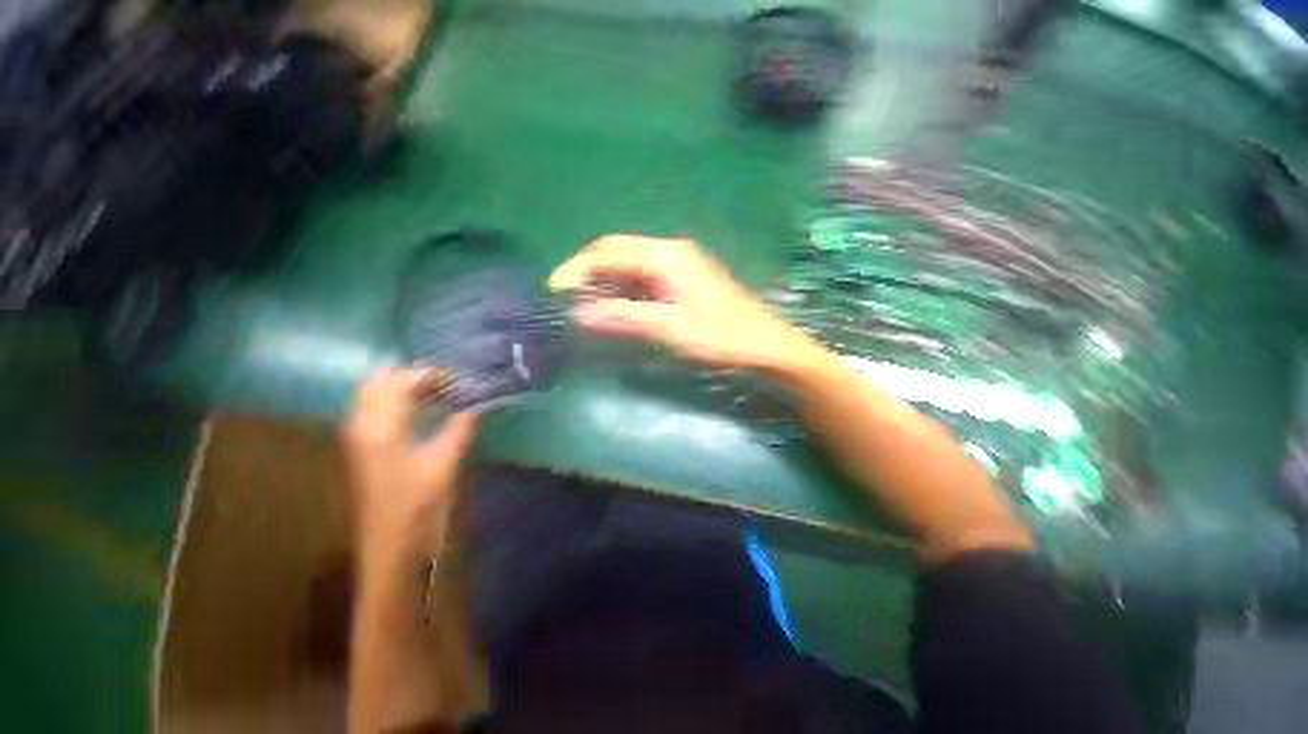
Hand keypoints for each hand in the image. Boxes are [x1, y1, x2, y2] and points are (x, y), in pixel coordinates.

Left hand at [343, 367, 477, 550]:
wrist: (389, 542)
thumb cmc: (416, 503)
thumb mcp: (445, 462)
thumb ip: (460, 427)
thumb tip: (475, 405)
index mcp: (380, 427)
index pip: (401, 381)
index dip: (431, 374)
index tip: (459, 379)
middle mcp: (361, 424)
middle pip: (378, 380)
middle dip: (412, 374)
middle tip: (445, 382)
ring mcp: (357, 434)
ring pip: (373, 392)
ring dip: (402, 385)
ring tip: (436, 392)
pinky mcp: (361, 445)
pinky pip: (373, 407)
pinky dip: (396, 399)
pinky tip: (420, 409)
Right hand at [549, 235, 818, 372]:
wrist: (763, 344)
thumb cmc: (718, 336)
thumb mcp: (668, 328)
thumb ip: (623, 317)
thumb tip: (580, 313)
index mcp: (665, 255)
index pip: (608, 252)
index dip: (577, 269)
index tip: (555, 291)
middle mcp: (670, 250)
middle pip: (617, 251)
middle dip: (587, 270)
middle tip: (566, 296)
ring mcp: (679, 262)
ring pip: (630, 263)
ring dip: (605, 280)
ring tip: (585, 303)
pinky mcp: (684, 277)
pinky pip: (644, 275)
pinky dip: (624, 288)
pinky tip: (616, 305)